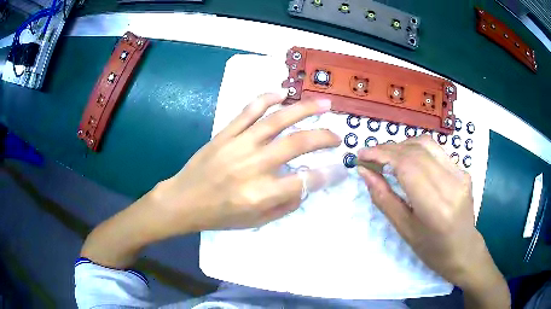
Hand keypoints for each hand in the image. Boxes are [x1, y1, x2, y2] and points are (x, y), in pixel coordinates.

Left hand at [152, 91, 345, 232]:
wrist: (183, 200)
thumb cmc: (219, 216)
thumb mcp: (256, 222)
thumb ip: (285, 205)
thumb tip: (307, 185)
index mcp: (260, 194)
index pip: (304, 180)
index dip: (328, 174)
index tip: (341, 168)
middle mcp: (252, 166)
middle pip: (297, 144)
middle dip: (323, 137)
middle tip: (337, 135)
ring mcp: (238, 145)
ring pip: (277, 120)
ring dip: (304, 109)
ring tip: (324, 104)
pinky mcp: (225, 134)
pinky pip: (248, 111)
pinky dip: (266, 99)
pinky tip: (282, 93)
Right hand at [356, 135, 508, 306]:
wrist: (464, 249)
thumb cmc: (432, 249)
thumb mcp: (405, 230)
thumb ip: (384, 198)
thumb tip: (365, 172)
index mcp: (436, 207)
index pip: (407, 166)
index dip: (381, 155)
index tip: (362, 156)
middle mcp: (452, 184)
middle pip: (416, 151)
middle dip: (388, 149)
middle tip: (369, 157)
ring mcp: (461, 173)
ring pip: (426, 144)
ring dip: (401, 146)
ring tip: (386, 157)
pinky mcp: (463, 169)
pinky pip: (435, 150)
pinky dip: (415, 149)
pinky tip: (407, 160)